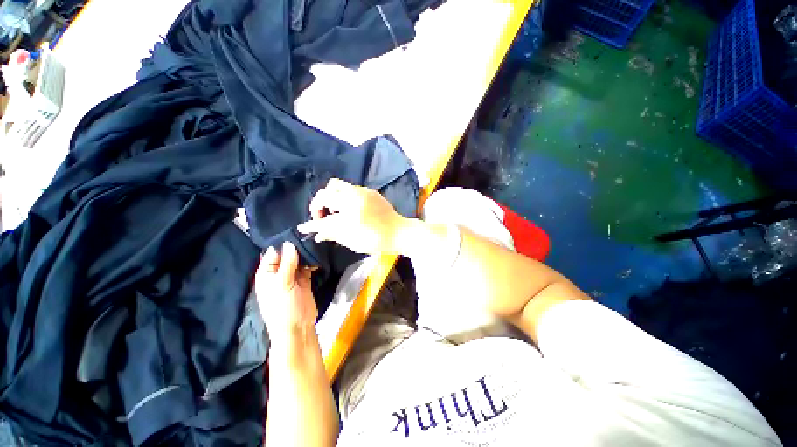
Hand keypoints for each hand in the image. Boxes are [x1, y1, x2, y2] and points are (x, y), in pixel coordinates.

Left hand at [256, 242, 317, 347]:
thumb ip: (287, 264)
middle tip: (310, 235)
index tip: (297, 232)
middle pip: (287, 255)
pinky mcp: (304, 280)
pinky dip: (312, 263)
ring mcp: (292, 277)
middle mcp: (278, 273)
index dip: (283, 244)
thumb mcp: (282, 285)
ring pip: (298, 260)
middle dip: (296, 247)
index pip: (273, 253)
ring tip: (315, 243)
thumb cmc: (283, 308)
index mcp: (266, 274)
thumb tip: (290, 243)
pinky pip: (307, 267)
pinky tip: (318, 257)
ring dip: (305, 254)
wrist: (297, 328)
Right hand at [297, 178, 408, 254]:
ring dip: (329, 197)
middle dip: (318, 205)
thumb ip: (334, 235)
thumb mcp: (354, 242)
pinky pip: (348, 187)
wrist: (399, 231)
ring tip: (333, 209)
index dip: (311, 225)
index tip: (303, 227)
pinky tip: (347, 206)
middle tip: (321, 217)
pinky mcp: (369, 190)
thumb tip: (318, 234)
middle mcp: (354, 199)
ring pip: (335, 185)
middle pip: (325, 194)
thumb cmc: (377, 241)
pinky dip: (342, 196)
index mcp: (351, 216)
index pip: (324, 220)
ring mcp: (362, 192)